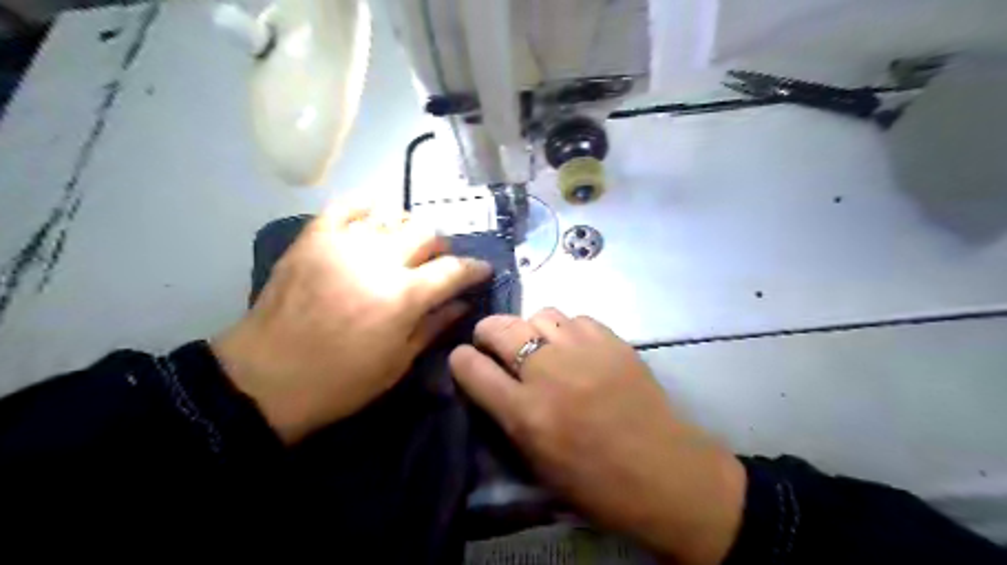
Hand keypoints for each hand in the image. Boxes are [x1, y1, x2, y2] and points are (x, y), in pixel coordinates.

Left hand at [211, 206, 491, 443]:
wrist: (265, 380)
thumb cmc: (340, 382)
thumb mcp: (398, 363)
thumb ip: (435, 325)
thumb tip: (463, 302)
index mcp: (403, 296)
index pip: (454, 269)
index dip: (475, 268)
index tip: (482, 271)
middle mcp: (378, 260)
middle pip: (428, 232)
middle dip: (441, 248)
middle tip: (436, 265)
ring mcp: (343, 243)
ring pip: (393, 215)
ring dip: (408, 230)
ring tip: (403, 248)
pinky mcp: (314, 238)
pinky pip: (347, 205)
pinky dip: (368, 206)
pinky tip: (375, 219)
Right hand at [449, 308, 745, 563]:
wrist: (664, 473)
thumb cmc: (597, 483)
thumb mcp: (537, 462)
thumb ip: (508, 417)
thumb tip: (492, 383)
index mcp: (525, 413)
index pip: (471, 368)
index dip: (460, 360)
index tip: (463, 358)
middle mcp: (548, 373)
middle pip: (500, 328)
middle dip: (487, 331)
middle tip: (493, 342)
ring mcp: (583, 351)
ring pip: (539, 314)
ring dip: (530, 328)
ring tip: (539, 344)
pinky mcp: (613, 341)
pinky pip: (576, 319)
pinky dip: (567, 329)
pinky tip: (575, 347)